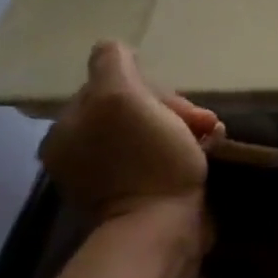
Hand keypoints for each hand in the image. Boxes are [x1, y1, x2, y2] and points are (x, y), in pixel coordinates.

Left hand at [37, 42, 223, 224]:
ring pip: (153, 128)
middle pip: (133, 107)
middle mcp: (80, 152)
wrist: (163, 230)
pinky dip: (186, 147)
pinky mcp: (138, 194)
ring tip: (211, 133)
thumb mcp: (122, 97)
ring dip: (185, 125)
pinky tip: (209, 147)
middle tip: (198, 120)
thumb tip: (111, 47)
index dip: (146, 86)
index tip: (172, 102)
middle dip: (171, 107)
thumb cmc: (145, 159)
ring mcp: (109, 176)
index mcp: (67, 131)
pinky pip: (163, 155)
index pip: (110, 85)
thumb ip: (112, 64)